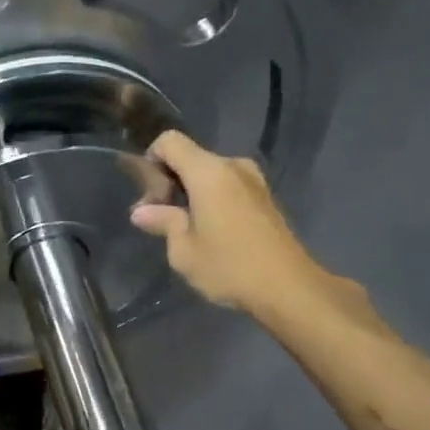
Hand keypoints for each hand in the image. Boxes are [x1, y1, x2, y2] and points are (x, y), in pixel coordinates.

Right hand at [131, 131, 386, 335]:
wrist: (288, 288)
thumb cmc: (229, 267)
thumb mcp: (183, 250)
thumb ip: (162, 222)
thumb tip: (141, 211)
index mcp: (209, 172)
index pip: (170, 141)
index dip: (151, 160)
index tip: (149, 195)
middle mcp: (232, 166)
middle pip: (190, 157)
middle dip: (169, 181)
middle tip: (160, 218)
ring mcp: (253, 180)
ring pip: (209, 173)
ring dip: (191, 192)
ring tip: (185, 228)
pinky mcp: (265, 197)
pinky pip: (228, 185)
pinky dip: (212, 199)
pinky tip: (210, 231)